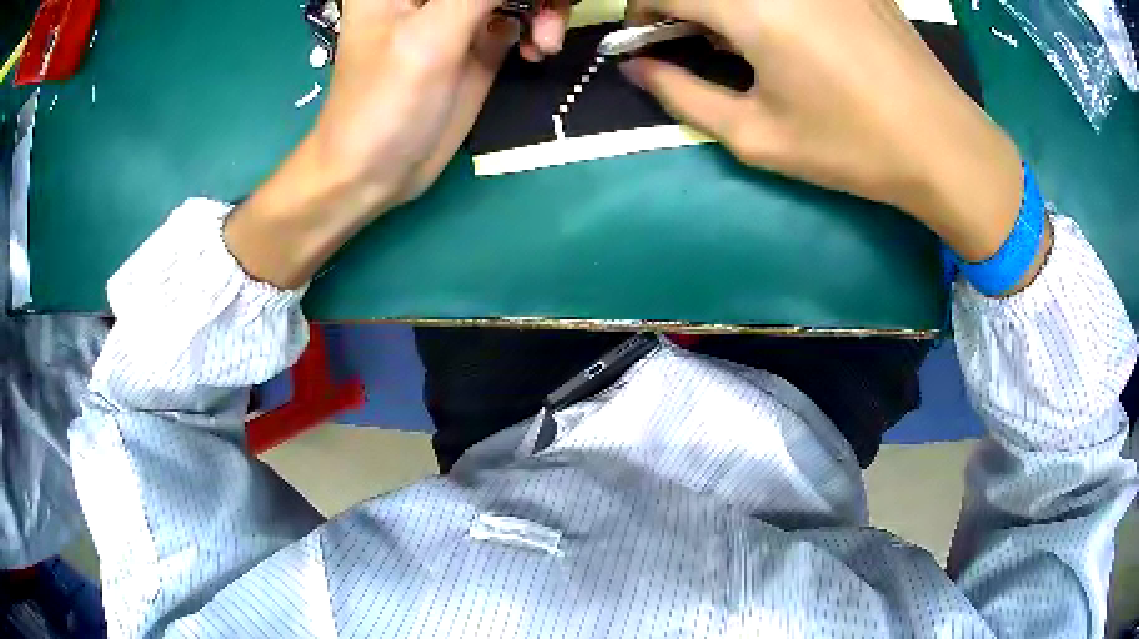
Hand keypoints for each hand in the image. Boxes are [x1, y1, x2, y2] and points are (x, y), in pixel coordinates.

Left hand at [224, 0, 570, 287]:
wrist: (373, 173)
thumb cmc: (383, 104)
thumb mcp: (430, 37)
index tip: (532, 2)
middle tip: (551, 17)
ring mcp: (459, 12)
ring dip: (547, 6)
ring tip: (545, 43)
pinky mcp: (479, 40)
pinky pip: (524, 16)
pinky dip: (541, 26)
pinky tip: (538, 50)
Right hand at [623, 0, 1024, 262]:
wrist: (942, 144)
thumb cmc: (851, 148)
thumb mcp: (757, 136)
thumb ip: (682, 96)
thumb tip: (637, 68)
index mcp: (753, 8)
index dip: (643, 9)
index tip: (647, 37)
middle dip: (687, 5)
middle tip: (697, 41)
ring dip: (729, 3)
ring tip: (748, 40)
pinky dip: (770, 1)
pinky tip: (794, 29)